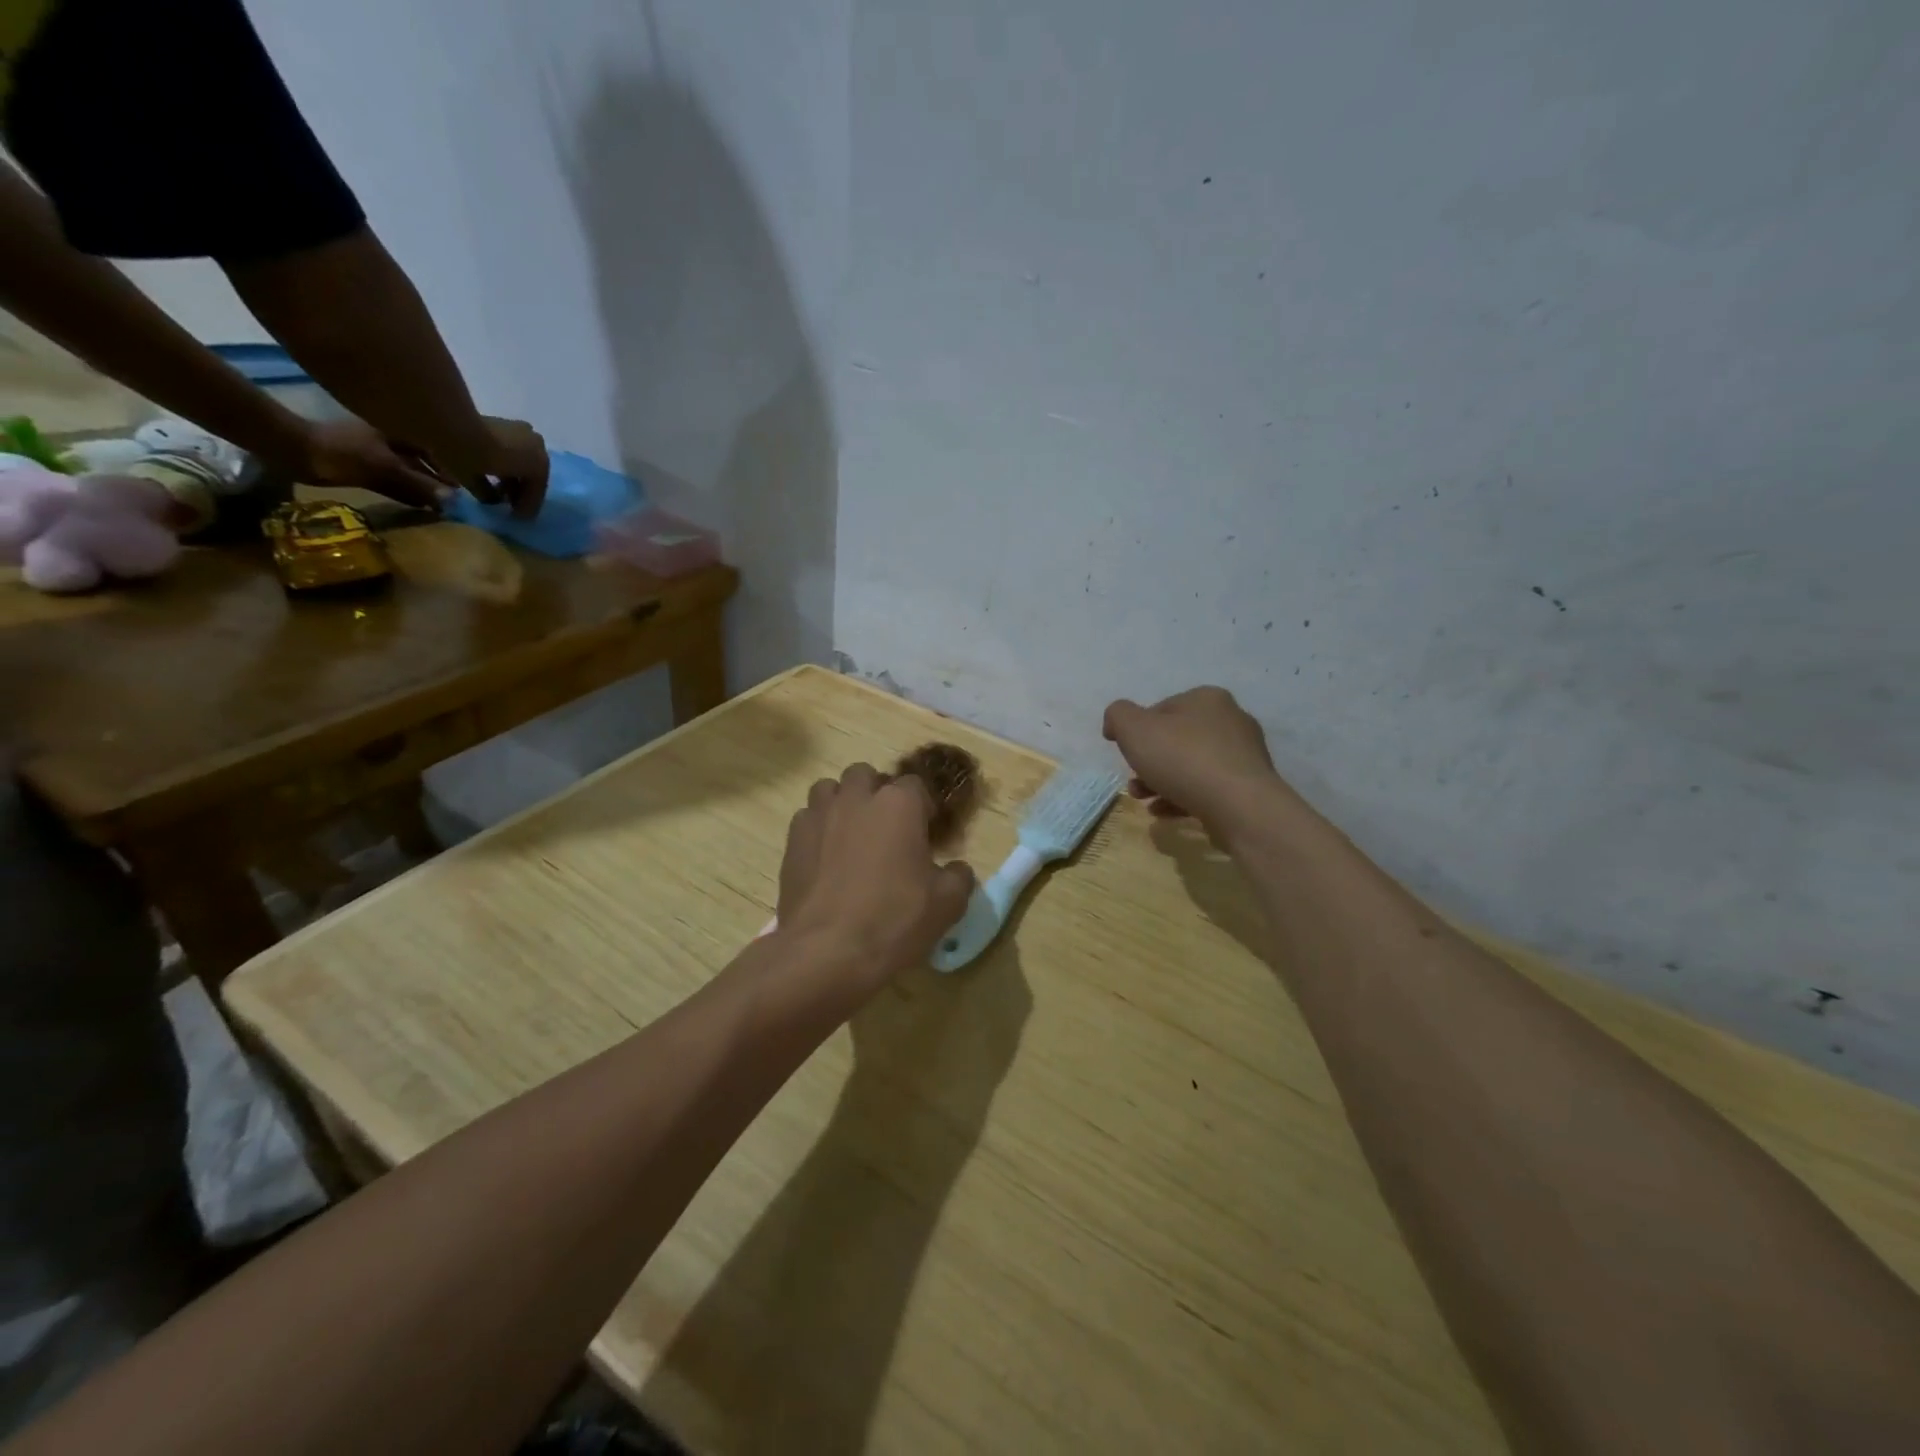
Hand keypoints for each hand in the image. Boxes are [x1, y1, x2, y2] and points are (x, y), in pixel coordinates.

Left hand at [297, 418, 451, 508]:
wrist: (294, 453)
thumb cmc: (342, 454)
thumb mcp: (386, 470)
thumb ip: (420, 485)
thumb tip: (454, 501)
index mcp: (400, 430)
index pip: (438, 445)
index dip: (457, 463)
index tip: (474, 482)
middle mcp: (394, 437)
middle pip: (428, 459)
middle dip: (444, 476)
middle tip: (464, 496)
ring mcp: (380, 451)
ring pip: (414, 469)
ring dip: (429, 485)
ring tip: (447, 503)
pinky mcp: (368, 464)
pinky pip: (399, 478)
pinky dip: (412, 490)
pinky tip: (423, 503)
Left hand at [465, 417, 548, 519]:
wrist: (448, 422)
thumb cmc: (470, 458)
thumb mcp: (479, 483)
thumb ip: (491, 495)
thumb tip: (493, 500)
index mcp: (539, 464)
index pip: (536, 491)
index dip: (527, 507)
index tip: (517, 518)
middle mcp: (538, 447)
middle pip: (531, 475)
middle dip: (521, 490)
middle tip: (510, 506)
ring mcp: (523, 432)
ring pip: (522, 462)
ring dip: (513, 477)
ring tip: (500, 490)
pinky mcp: (505, 422)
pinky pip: (513, 449)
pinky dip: (505, 463)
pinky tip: (493, 472)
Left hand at [776, 764, 974, 992]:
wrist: (826, 951)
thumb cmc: (893, 920)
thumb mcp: (947, 904)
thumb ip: (958, 877)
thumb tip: (956, 869)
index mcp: (899, 805)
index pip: (916, 786)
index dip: (923, 807)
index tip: (926, 832)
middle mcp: (857, 799)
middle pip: (866, 776)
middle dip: (877, 793)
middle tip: (887, 828)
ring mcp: (819, 816)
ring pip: (830, 789)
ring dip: (843, 803)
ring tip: (852, 834)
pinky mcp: (792, 840)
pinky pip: (807, 818)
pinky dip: (818, 828)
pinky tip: (825, 857)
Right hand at [1102, 687, 1279, 830]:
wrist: (1239, 806)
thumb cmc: (1183, 759)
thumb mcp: (1134, 729)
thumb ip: (1118, 716)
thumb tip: (1116, 723)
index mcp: (1206, 699)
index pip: (1161, 710)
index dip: (1137, 732)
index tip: (1126, 754)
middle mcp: (1231, 720)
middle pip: (1176, 740)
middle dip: (1149, 763)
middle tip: (1134, 783)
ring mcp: (1244, 755)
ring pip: (1191, 767)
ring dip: (1162, 783)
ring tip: (1145, 801)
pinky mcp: (1249, 787)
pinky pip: (1208, 789)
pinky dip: (1183, 798)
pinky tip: (1165, 813)